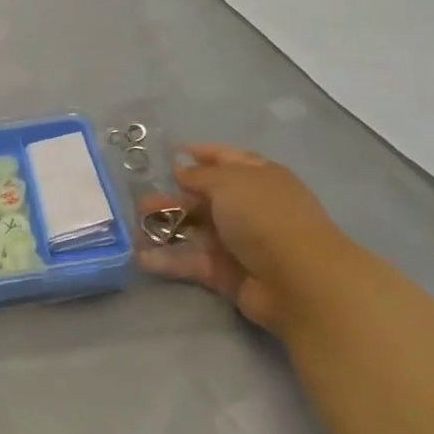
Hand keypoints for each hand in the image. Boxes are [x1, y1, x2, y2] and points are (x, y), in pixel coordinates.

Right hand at [138, 146, 355, 335]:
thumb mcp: (229, 184)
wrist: (298, 280)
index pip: (227, 159)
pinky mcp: (228, 274)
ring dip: (165, 228)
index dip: (201, 154)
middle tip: (140, 202)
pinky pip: (193, 263)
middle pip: (205, 198)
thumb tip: (181, 169)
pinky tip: (142, 258)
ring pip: (195, 231)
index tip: (171, 153)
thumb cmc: (265, 217)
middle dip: (172, 197)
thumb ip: (199, 176)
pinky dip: (169, 261)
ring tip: (134, 229)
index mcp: (258, 178)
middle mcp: (249, 208)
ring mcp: (239, 242)